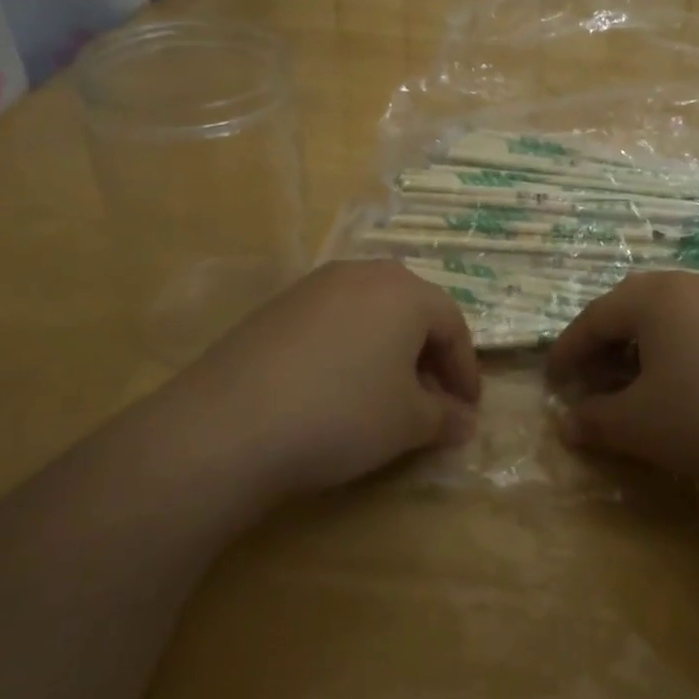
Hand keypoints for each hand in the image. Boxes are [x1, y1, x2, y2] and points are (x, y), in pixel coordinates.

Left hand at [162, 260, 480, 502]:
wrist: (231, 424)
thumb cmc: (343, 414)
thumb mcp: (408, 423)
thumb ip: (444, 417)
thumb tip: (464, 421)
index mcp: (405, 291)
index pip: (453, 326)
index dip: (465, 371)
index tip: (468, 410)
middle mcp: (364, 274)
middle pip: (412, 312)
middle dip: (428, 357)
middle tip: (431, 401)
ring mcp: (315, 286)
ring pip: (371, 314)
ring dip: (388, 352)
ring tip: (385, 396)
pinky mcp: (278, 306)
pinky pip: (333, 322)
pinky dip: (349, 350)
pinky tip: (336, 389)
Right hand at [546, 270, 698, 504]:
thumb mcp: (638, 425)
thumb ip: (593, 420)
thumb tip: (565, 422)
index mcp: (657, 296)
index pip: (596, 317)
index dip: (568, 350)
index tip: (552, 380)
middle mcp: (697, 284)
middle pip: (635, 309)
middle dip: (607, 346)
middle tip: (594, 383)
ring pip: (675, 318)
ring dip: (646, 349)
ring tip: (640, 388)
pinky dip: (685, 353)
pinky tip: (692, 389)